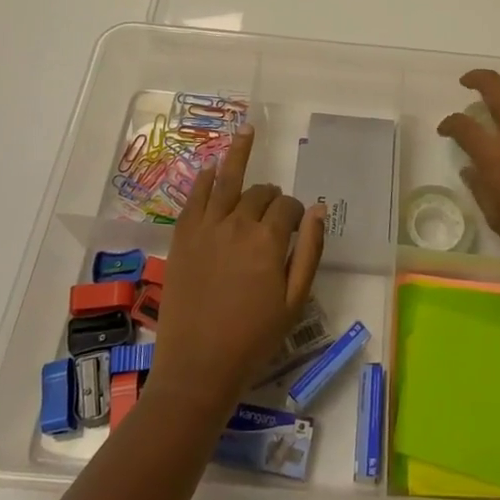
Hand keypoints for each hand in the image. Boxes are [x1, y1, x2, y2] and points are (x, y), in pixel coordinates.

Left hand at [149, 127, 326, 415]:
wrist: (198, 368)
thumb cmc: (253, 339)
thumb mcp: (295, 300)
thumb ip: (309, 251)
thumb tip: (317, 208)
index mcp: (268, 240)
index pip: (287, 207)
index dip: (295, 213)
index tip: (295, 228)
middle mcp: (237, 224)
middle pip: (260, 193)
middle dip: (271, 197)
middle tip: (273, 213)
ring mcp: (205, 228)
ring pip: (226, 181)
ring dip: (238, 154)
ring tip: (246, 130)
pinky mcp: (182, 237)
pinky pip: (194, 198)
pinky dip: (203, 179)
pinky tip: (210, 167)